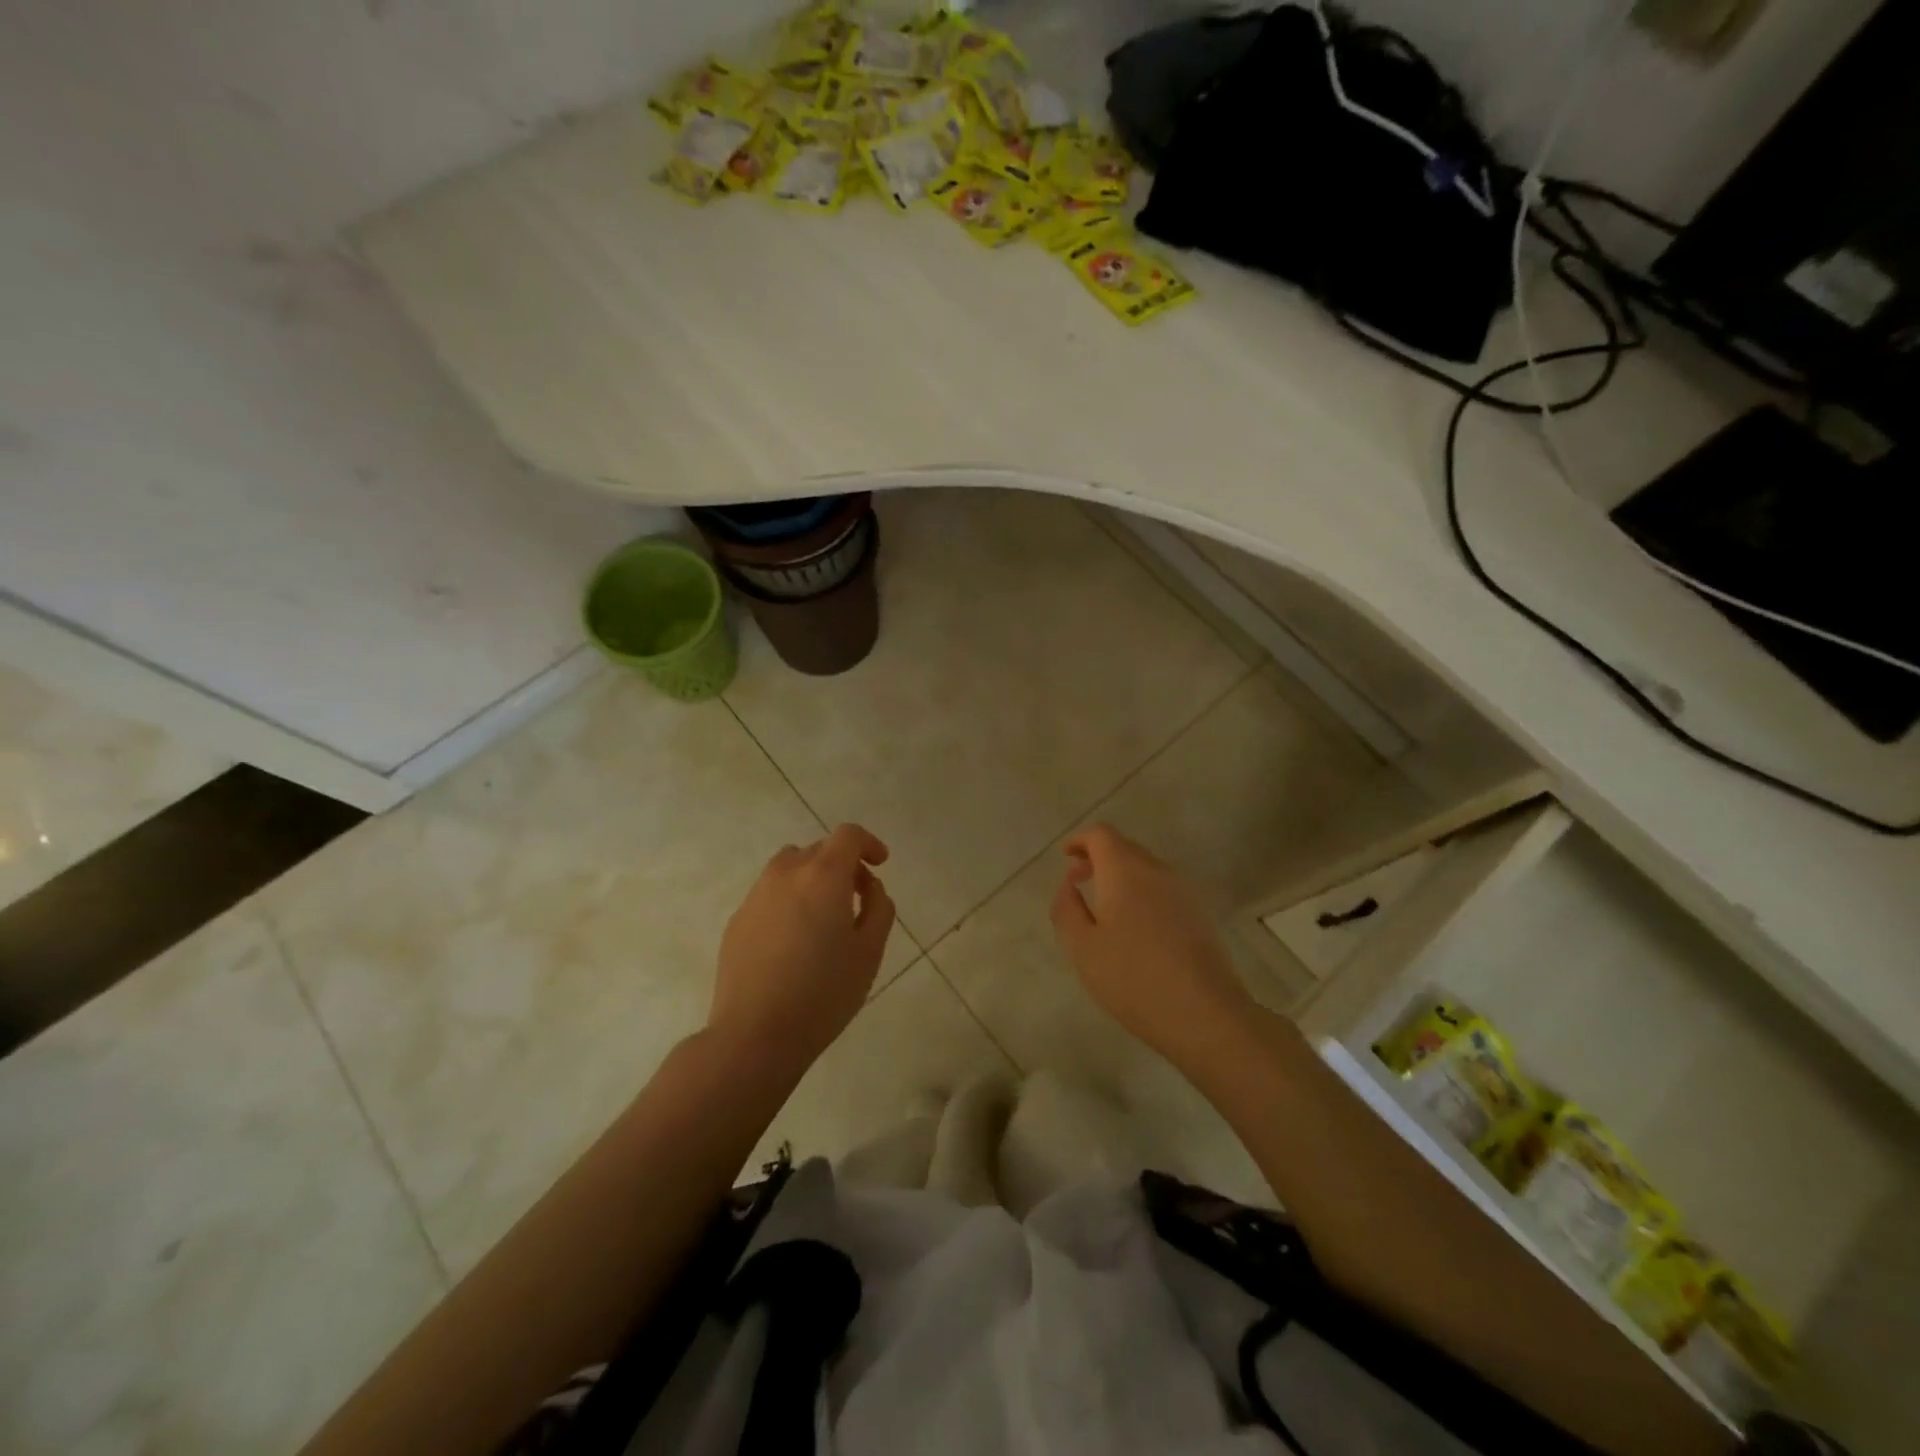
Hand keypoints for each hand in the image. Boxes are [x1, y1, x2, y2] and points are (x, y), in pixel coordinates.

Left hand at [709, 824, 895, 1078]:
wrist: (755, 1035)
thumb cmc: (824, 993)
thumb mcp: (869, 952)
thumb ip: (878, 908)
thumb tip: (869, 888)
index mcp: (823, 876)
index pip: (848, 835)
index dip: (868, 844)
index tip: (880, 865)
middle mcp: (786, 874)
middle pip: (819, 850)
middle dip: (843, 865)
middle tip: (858, 899)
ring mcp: (756, 896)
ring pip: (790, 869)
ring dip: (813, 880)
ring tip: (824, 918)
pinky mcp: (737, 920)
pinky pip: (770, 895)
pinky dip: (789, 901)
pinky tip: (794, 942)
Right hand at [1049, 824, 1253, 1064]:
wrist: (1204, 1012)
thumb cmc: (1133, 977)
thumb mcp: (1083, 947)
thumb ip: (1067, 909)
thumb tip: (1068, 885)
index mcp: (1125, 870)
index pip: (1101, 835)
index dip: (1080, 841)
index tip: (1066, 857)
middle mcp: (1157, 869)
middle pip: (1125, 848)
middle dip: (1099, 858)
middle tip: (1079, 882)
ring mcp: (1183, 890)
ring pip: (1146, 869)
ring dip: (1122, 876)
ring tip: (1105, 907)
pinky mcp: (1200, 913)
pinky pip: (1163, 889)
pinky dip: (1142, 893)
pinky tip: (1136, 927)